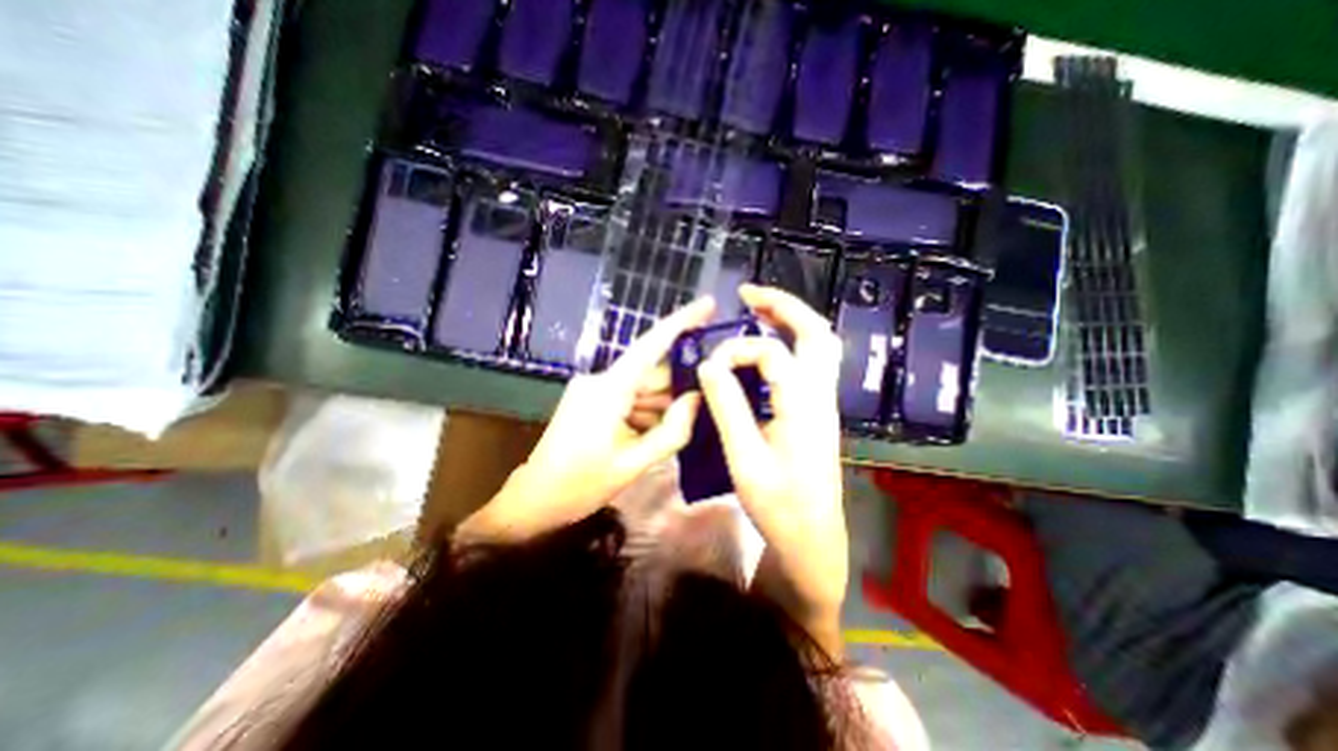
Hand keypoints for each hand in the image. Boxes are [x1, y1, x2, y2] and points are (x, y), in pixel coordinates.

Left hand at [461, 297, 715, 542]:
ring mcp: (594, 389)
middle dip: (677, 387)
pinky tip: (651, 435)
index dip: (681, 322)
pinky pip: (629, 397)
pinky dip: (646, 412)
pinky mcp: (591, 400)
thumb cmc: (581, 485)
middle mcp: (600, 380)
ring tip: (677, 430)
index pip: (650, 346)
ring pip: (642, 388)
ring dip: (661, 406)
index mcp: (608, 390)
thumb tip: (698, 399)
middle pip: (651, 373)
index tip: (708, 305)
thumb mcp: (634, 463)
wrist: (535, 500)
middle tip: (707, 402)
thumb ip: (672, 431)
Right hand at [702, 285, 843, 652]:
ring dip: (789, 321)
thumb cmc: (779, 505)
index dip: (736, 350)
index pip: (771, 353)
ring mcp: (823, 402)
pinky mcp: (816, 412)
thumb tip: (709, 365)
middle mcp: (821, 395)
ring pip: (818, 346)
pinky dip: (789, 343)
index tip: (708, 367)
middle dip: (783, 306)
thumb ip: (728, 407)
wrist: (813, 538)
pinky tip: (765, 349)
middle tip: (749, 294)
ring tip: (756, 310)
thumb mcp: (745, 458)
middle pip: (815, 332)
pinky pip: (809, 364)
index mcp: (804, 404)